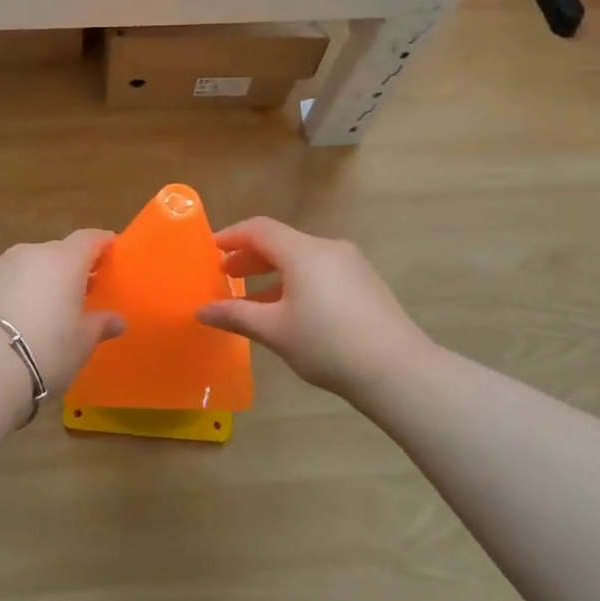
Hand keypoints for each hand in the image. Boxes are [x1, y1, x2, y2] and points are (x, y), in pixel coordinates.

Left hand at [0, 229, 124, 397]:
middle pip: (59, 252)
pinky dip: (19, 291)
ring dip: (43, 279)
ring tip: (50, 307)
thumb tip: (117, 320)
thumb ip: (101, 324)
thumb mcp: (83, 341)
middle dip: (73, 267)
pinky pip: (9, 280)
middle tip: (84, 290)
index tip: (112, 252)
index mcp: (65, 259)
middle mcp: (33, 253)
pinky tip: (21, 316)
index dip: (102, 243)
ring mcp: (2, 265)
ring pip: (31, 265)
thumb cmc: (48, 348)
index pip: (89, 239)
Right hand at [197, 218, 430, 400]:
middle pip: (281, 242)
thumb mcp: (274, 331)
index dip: (231, 236)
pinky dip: (296, 281)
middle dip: (250, 257)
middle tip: (226, 276)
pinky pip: (320, 271)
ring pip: (302, 258)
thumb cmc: (327, 344)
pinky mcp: (365, 283)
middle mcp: (328, 248)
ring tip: (252, 298)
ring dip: (273, 273)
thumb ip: (235, 315)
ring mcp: (351, 265)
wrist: (398, 370)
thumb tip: (201, 311)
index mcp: (303, 251)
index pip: (259, 229)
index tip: (210, 251)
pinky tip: (289, 311)